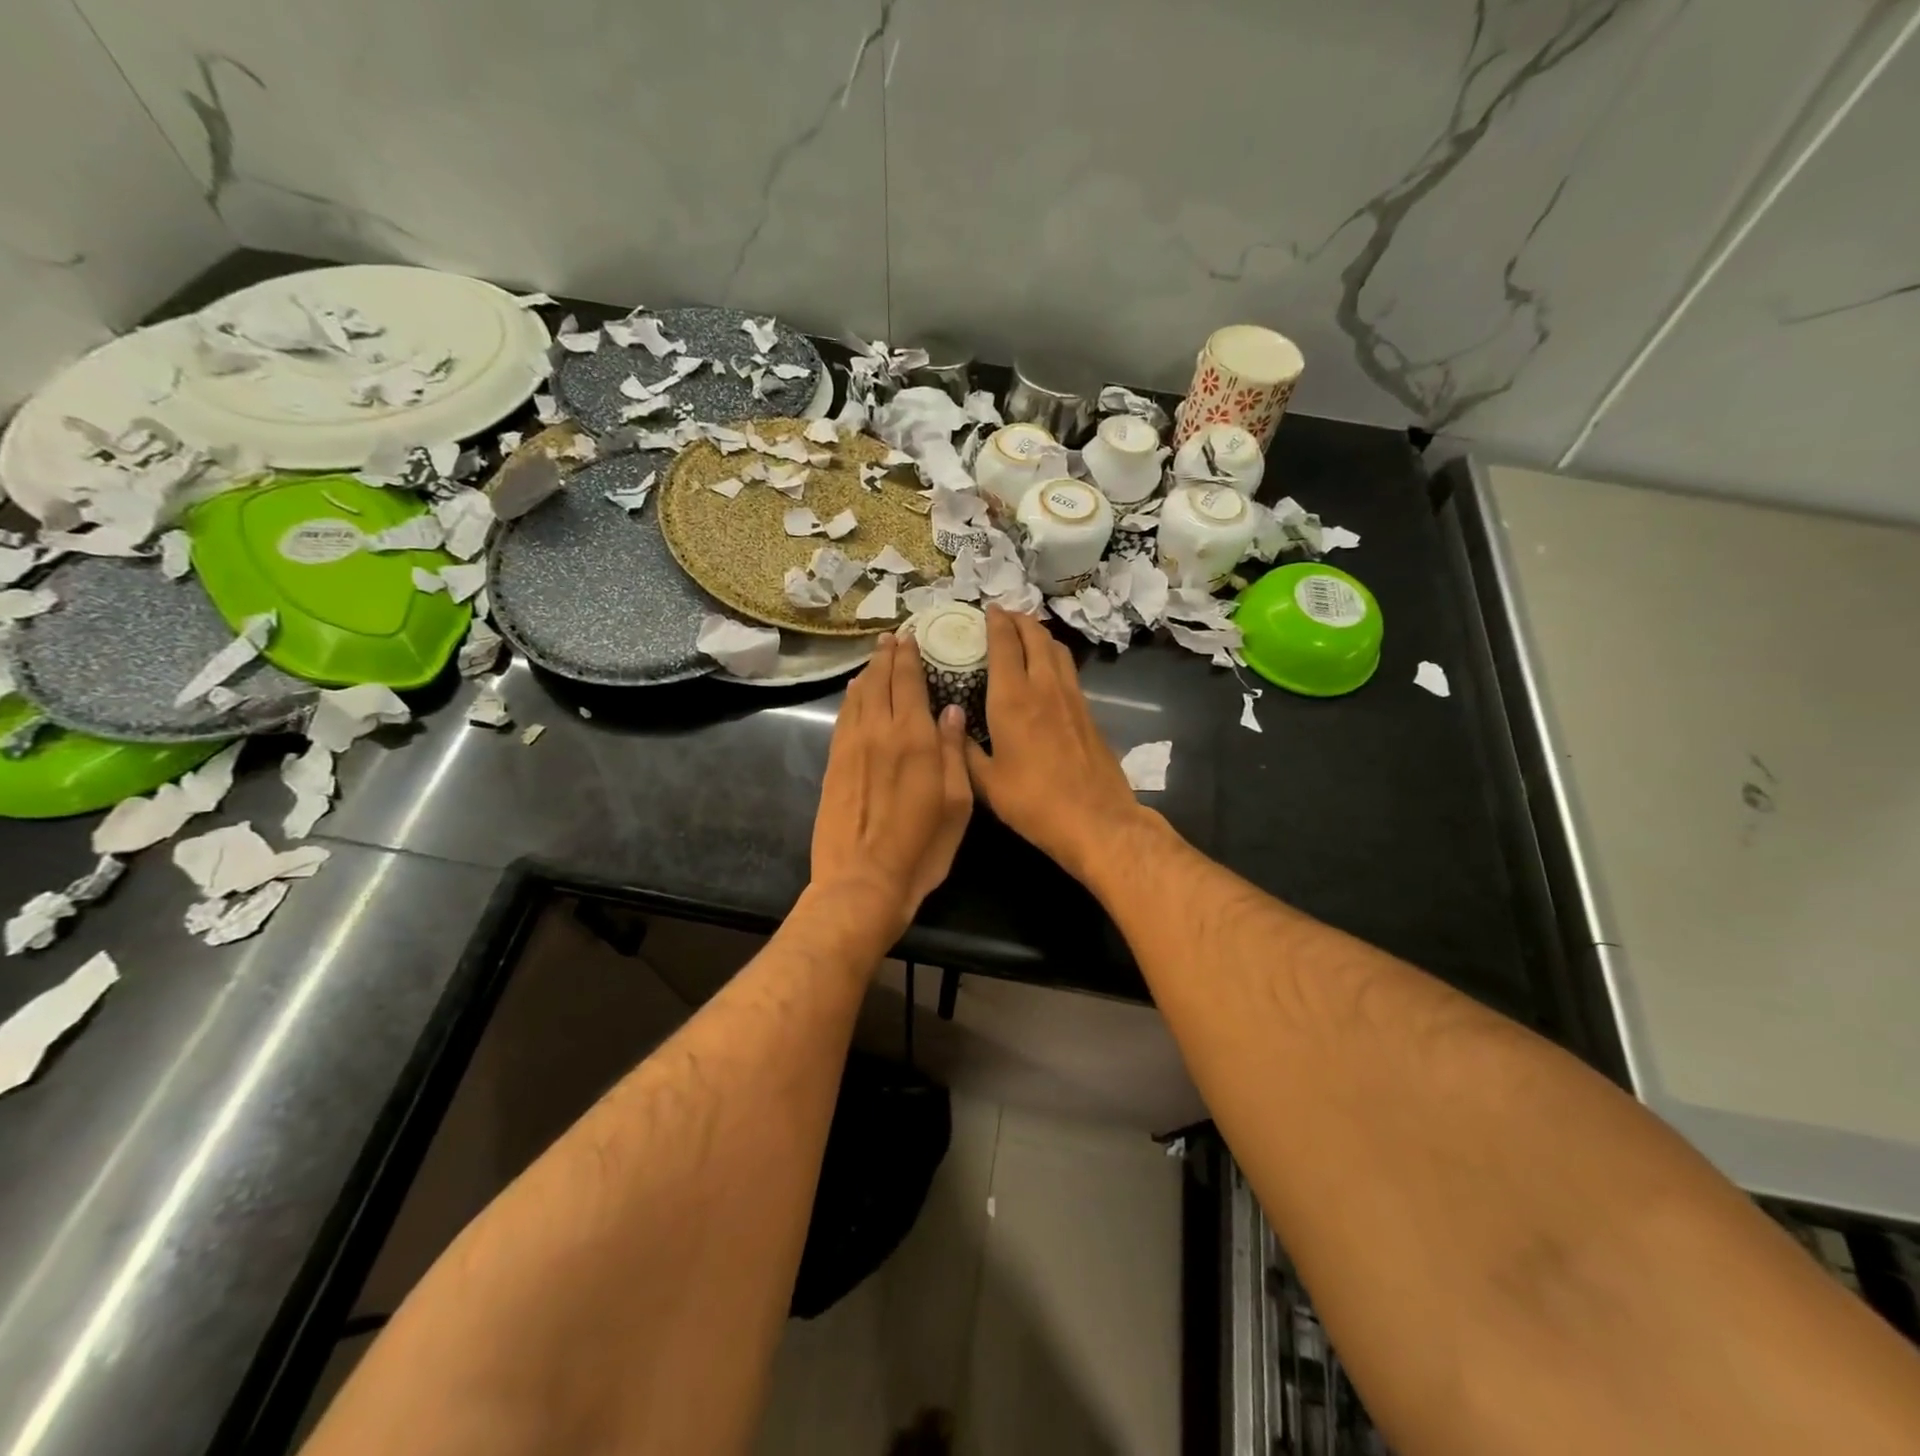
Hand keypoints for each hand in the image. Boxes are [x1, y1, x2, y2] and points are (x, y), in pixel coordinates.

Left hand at [811, 633, 973, 935]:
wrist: (861, 881)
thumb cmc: (920, 849)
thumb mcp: (956, 804)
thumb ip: (954, 753)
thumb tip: (953, 711)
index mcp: (913, 738)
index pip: (908, 682)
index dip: (908, 656)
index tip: (910, 636)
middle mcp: (878, 732)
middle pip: (879, 681)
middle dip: (886, 655)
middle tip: (891, 636)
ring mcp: (851, 747)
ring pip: (857, 695)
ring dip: (868, 672)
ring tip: (876, 656)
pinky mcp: (833, 764)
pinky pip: (843, 718)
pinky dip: (851, 698)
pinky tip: (855, 693)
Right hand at [964, 607, 1151, 881]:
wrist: (1096, 819)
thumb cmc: (1034, 802)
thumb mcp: (986, 783)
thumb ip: (965, 750)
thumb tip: (952, 724)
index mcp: (1012, 699)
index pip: (1004, 644)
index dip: (995, 622)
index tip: (987, 610)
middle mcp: (1043, 687)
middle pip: (1035, 636)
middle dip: (1019, 619)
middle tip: (1004, 615)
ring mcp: (1071, 697)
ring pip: (1057, 649)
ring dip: (1040, 633)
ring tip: (1026, 633)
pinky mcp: (1088, 711)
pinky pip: (1068, 669)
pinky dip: (1054, 656)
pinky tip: (1047, 668)